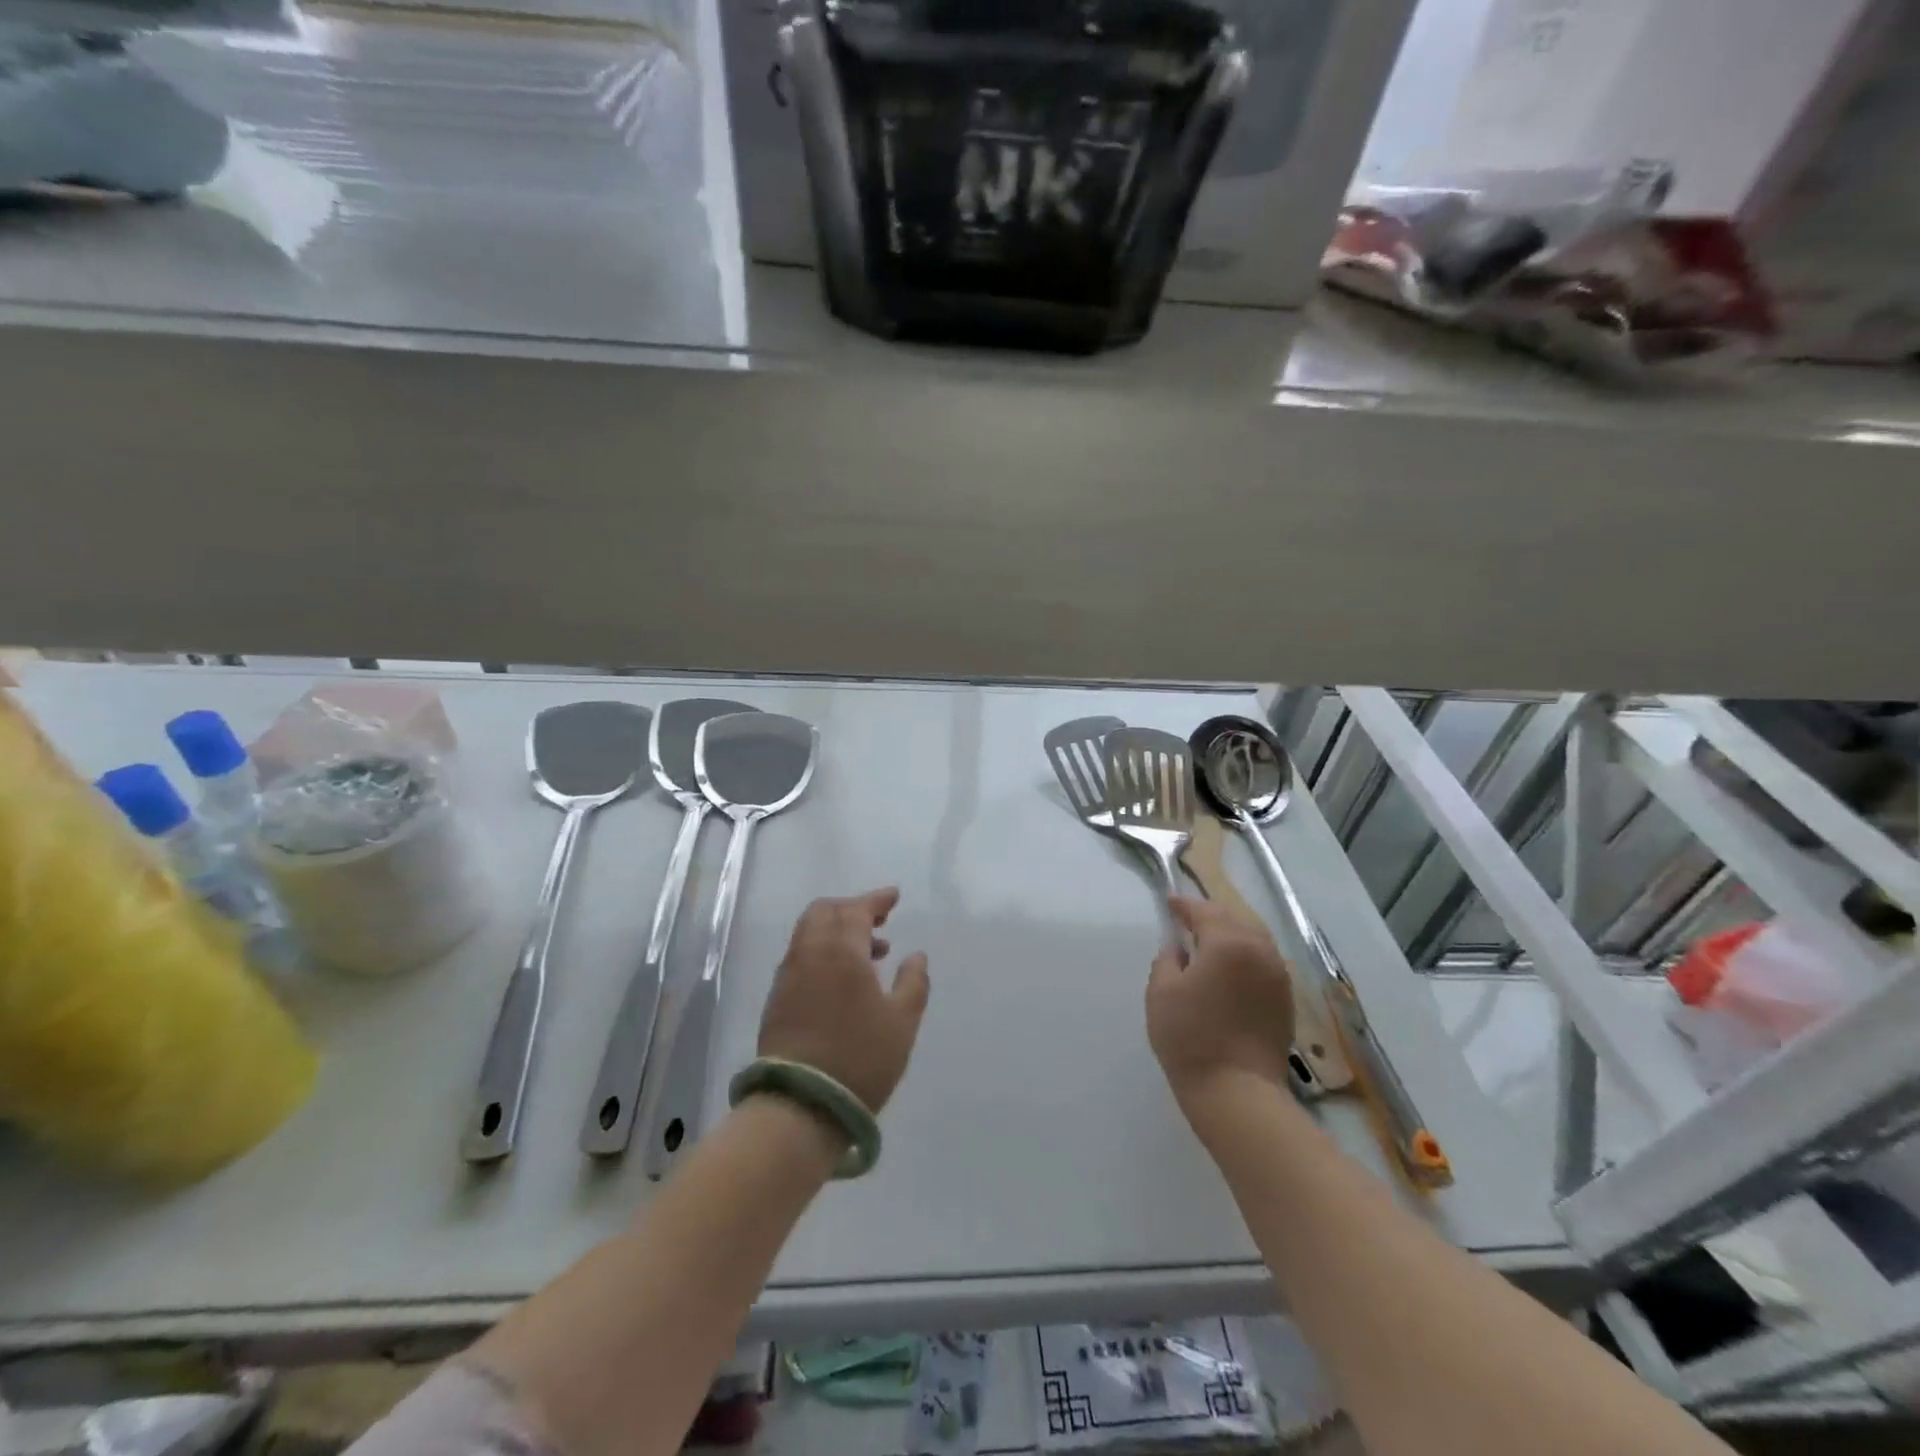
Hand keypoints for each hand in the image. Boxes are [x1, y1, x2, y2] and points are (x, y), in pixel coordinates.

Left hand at [756, 887, 930, 1114]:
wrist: (800, 1105)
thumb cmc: (859, 1058)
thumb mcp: (902, 1023)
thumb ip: (913, 983)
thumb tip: (916, 956)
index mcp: (841, 950)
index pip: (856, 909)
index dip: (876, 900)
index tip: (893, 897)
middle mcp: (809, 953)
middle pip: (824, 912)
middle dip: (851, 909)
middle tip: (877, 922)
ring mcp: (788, 976)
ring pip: (809, 934)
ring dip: (837, 931)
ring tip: (870, 955)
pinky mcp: (777, 999)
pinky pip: (801, 957)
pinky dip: (823, 951)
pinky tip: (843, 978)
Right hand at [1146, 896, 1295, 1106]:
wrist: (1237, 1091)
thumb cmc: (1190, 1037)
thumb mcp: (1161, 993)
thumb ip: (1167, 960)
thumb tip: (1178, 949)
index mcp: (1228, 943)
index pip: (1205, 912)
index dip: (1185, 905)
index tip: (1170, 902)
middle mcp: (1260, 951)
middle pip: (1235, 920)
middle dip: (1211, 915)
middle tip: (1189, 919)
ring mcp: (1278, 976)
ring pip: (1254, 939)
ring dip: (1232, 934)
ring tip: (1210, 942)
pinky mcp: (1285, 1000)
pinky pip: (1264, 961)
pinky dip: (1246, 955)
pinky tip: (1230, 968)